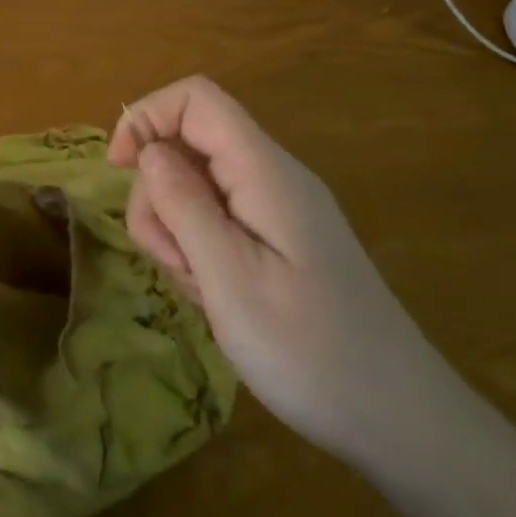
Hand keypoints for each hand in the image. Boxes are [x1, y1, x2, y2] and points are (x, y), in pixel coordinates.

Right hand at [110, 76, 458, 461]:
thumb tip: (147, 148)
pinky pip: (216, 222)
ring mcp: (275, 210)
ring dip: (175, 231)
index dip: (147, 118)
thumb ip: (183, 204)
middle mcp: (270, 177)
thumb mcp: (230, 279)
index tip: (118, 171)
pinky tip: (214, 297)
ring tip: (201, 290)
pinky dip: (197, 251)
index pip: (196, 99)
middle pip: (188, 146)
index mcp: (264, 171)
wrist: (397, 417)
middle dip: (158, 196)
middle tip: (174, 262)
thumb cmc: (310, 351)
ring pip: (195, 187)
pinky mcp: (275, 241)